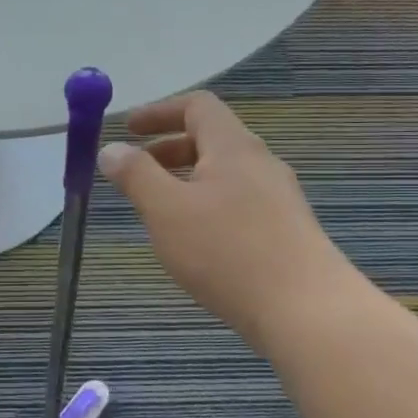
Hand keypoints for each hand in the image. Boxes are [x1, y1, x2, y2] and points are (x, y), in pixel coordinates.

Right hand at [99, 91, 348, 346]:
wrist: (306, 310)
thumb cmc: (227, 252)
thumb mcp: (165, 210)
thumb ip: (135, 175)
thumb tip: (111, 149)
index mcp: (233, 147)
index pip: (198, 106)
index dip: (159, 112)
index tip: (127, 129)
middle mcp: (260, 163)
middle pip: (211, 139)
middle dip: (167, 149)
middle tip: (135, 172)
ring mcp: (278, 197)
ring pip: (224, 174)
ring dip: (185, 180)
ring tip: (158, 210)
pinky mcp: (285, 229)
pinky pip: (237, 201)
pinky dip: (206, 204)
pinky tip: (194, 241)